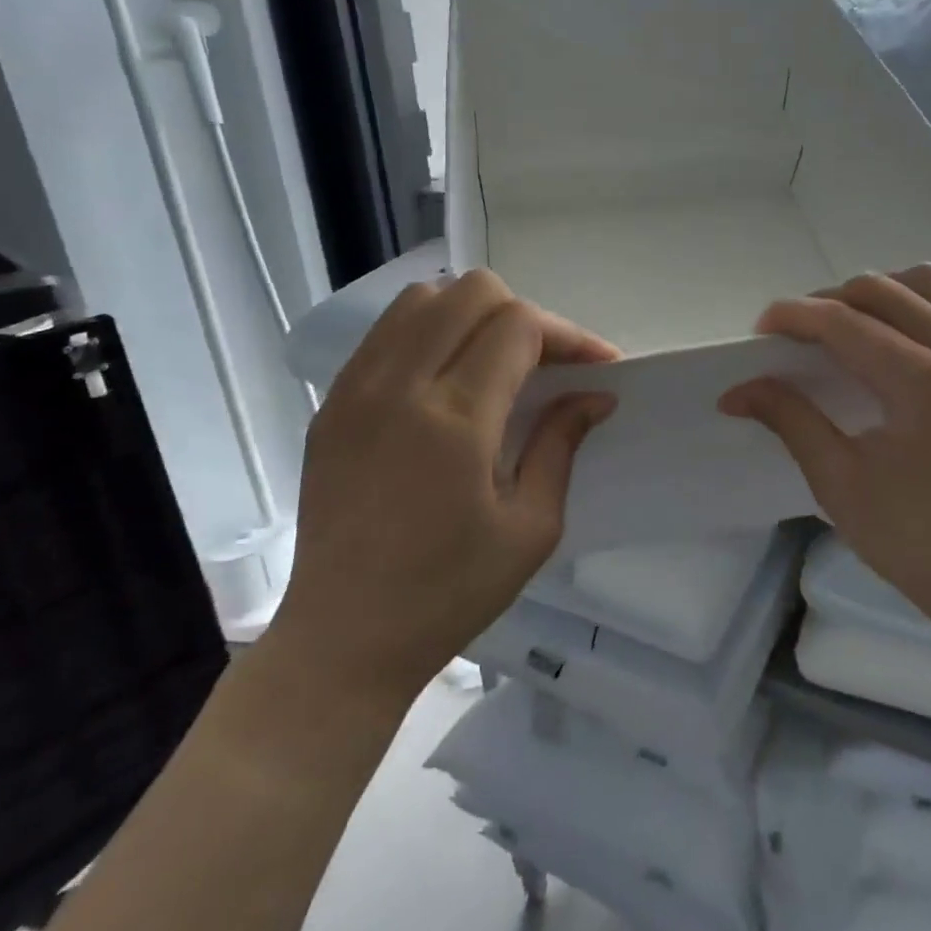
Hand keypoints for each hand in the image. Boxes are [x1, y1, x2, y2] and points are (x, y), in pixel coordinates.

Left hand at [266, 270, 617, 712]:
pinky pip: (386, 332)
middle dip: (524, 315)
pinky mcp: (332, 403)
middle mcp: (399, 386)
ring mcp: (356, 389)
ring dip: (472, 315)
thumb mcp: (531, 528)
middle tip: (547, 365)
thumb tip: (594, 395)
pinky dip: (429, 332)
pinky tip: (448, 378)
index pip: (518, 326)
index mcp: (454, 419)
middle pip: (471, 292)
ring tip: (497, 362)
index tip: (598, 366)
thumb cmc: (449, 592)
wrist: (342, 639)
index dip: (568, 334)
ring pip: (423, 298)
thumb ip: (561, 444)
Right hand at [719, 267, 930, 641]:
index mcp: (928, 384)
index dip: (795, 316)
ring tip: (843, 330)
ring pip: (924, 285)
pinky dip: (913, 306)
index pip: (846, 322)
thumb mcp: (840, 483)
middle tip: (794, 337)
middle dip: (827, 302)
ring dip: (874, 296)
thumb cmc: (917, 543)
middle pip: (882, 291)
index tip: (759, 329)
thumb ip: (791, 420)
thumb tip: (736, 391)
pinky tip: (889, 340)